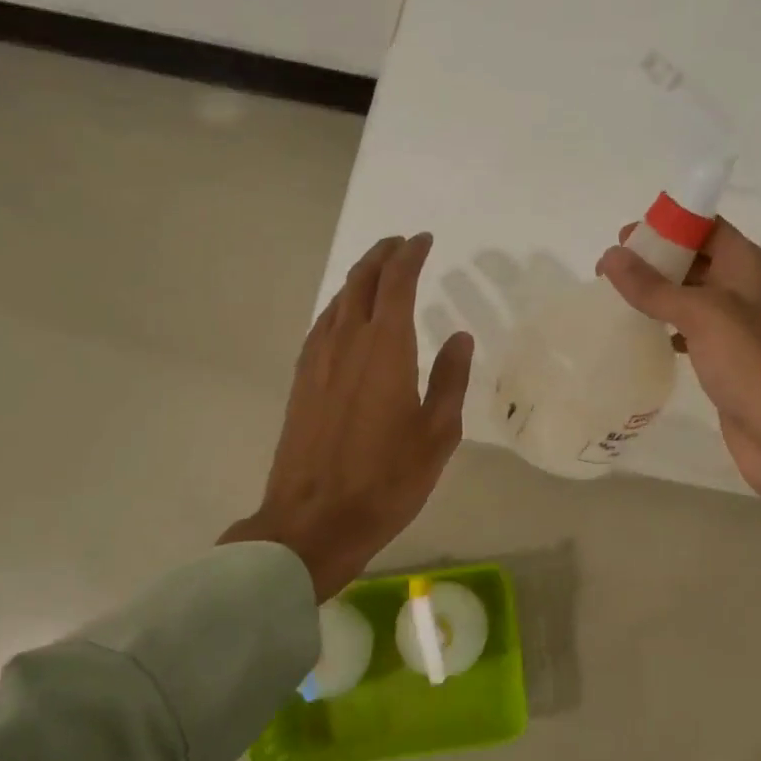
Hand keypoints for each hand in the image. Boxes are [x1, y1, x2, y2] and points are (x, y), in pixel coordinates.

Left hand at [221, 233, 473, 599]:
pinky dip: (339, 306)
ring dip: (359, 277)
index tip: (424, 240)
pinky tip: (346, 317)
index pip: (397, 282)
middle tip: (401, 244)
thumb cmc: (387, 479)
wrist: (314, 520)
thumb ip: (450, 378)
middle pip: (361, 281)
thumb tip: (459, 336)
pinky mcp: (301, 381)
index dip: (411, 256)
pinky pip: (322, 325)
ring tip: (378, 271)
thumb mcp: (437, 433)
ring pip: (337, 300)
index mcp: (385, 348)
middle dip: (382, 256)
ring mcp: (317, 360)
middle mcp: (346, 342)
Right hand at [597, 218, 760, 583]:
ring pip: (688, 297)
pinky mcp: (723, 359)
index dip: (667, 224)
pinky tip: (638, 336)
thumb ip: (654, 287)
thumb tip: (611, 256)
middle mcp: (742, 289)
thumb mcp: (701, 314)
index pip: (705, 226)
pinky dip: (663, 328)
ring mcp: (734, 327)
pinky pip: (688, 331)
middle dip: (654, 260)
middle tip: (608, 271)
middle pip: (694, 259)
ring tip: (613, 299)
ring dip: (655, 294)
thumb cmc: (751, 362)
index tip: (624, 235)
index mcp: (746, 265)